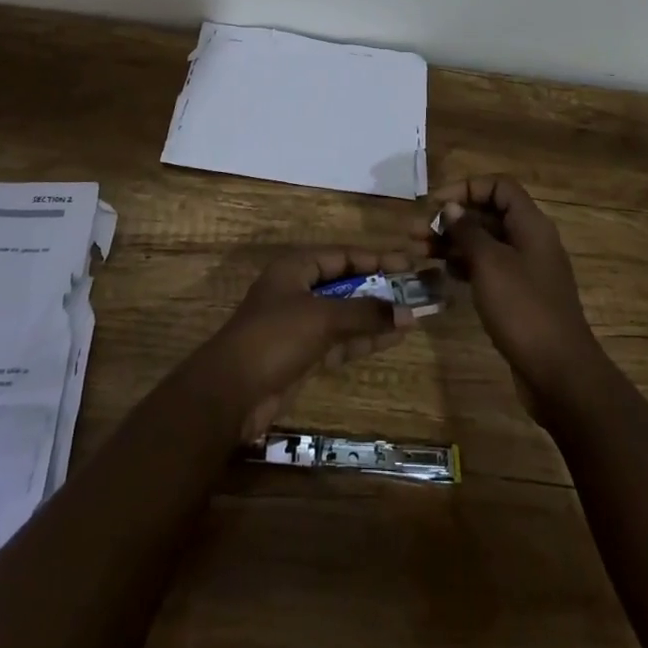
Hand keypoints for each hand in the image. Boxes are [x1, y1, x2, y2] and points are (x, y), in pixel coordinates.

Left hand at [199, 247, 419, 439]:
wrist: (231, 392)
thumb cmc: (275, 338)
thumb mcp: (322, 318)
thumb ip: (365, 313)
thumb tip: (408, 312)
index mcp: (296, 268)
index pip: (343, 256)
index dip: (376, 258)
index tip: (408, 263)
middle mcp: (299, 290)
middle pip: (346, 283)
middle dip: (379, 289)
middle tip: (415, 291)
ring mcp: (300, 324)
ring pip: (345, 314)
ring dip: (375, 316)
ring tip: (413, 316)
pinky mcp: (303, 354)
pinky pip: (340, 339)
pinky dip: (363, 339)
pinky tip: (391, 338)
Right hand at [421, 177, 602, 422]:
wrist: (560, 374)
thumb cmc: (523, 309)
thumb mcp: (490, 264)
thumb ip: (468, 231)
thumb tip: (451, 207)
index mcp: (530, 225)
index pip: (499, 186)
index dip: (467, 188)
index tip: (436, 204)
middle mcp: (530, 241)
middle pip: (488, 214)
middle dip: (452, 218)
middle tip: (415, 232)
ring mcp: (526, 270)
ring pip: (485, 243)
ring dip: (453, 242)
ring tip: (419, 251)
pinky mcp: (519, 296)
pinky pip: (489, 269)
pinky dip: (465, 266)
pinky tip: (443, 274)